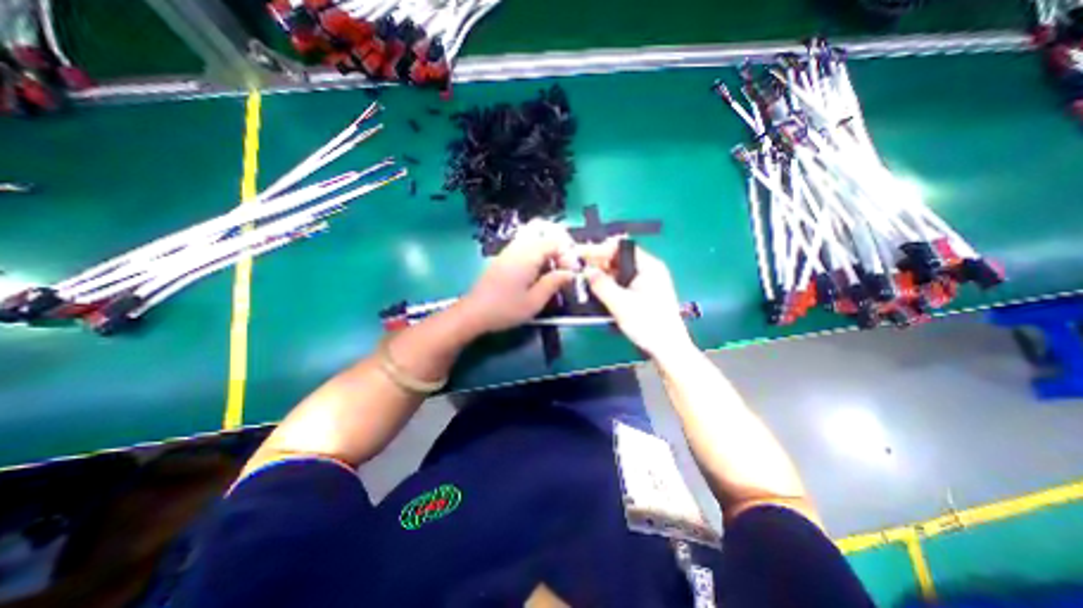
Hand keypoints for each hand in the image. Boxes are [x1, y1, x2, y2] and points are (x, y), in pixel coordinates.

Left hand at [452, 217, 579, 335]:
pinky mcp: (504, 257)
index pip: (555, 241)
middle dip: (558, 243)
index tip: (571, 273)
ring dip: (547, 247)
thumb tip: (570, 273)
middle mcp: (518, 247)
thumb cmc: (505, 309)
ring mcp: (509, 250)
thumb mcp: (535, 301)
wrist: (474, 312)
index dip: (567, 254)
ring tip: (553, 268)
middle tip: (564, 262)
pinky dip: (537, 251)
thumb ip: (554, 283)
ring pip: (533, 235)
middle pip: (542, 229)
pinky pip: (525, 244)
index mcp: (528, 255)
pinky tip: (539, 271)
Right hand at [585, 237, 692, 359]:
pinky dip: (609, 285)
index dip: (599, 249)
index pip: (620, 247)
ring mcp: (646, 282)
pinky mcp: (643, 294)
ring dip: (601, 274)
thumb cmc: (647, 324)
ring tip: (583, 280)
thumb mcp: (620, 304)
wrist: (668, 350)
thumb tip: (586, 270)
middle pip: (619, 258)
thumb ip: (601, 285)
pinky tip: (596, 291)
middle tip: (578, 269)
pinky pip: (622, 283)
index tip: (580, 255)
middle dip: (598, 262)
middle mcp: (648, 270)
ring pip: (619, 272)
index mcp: (648, 266)